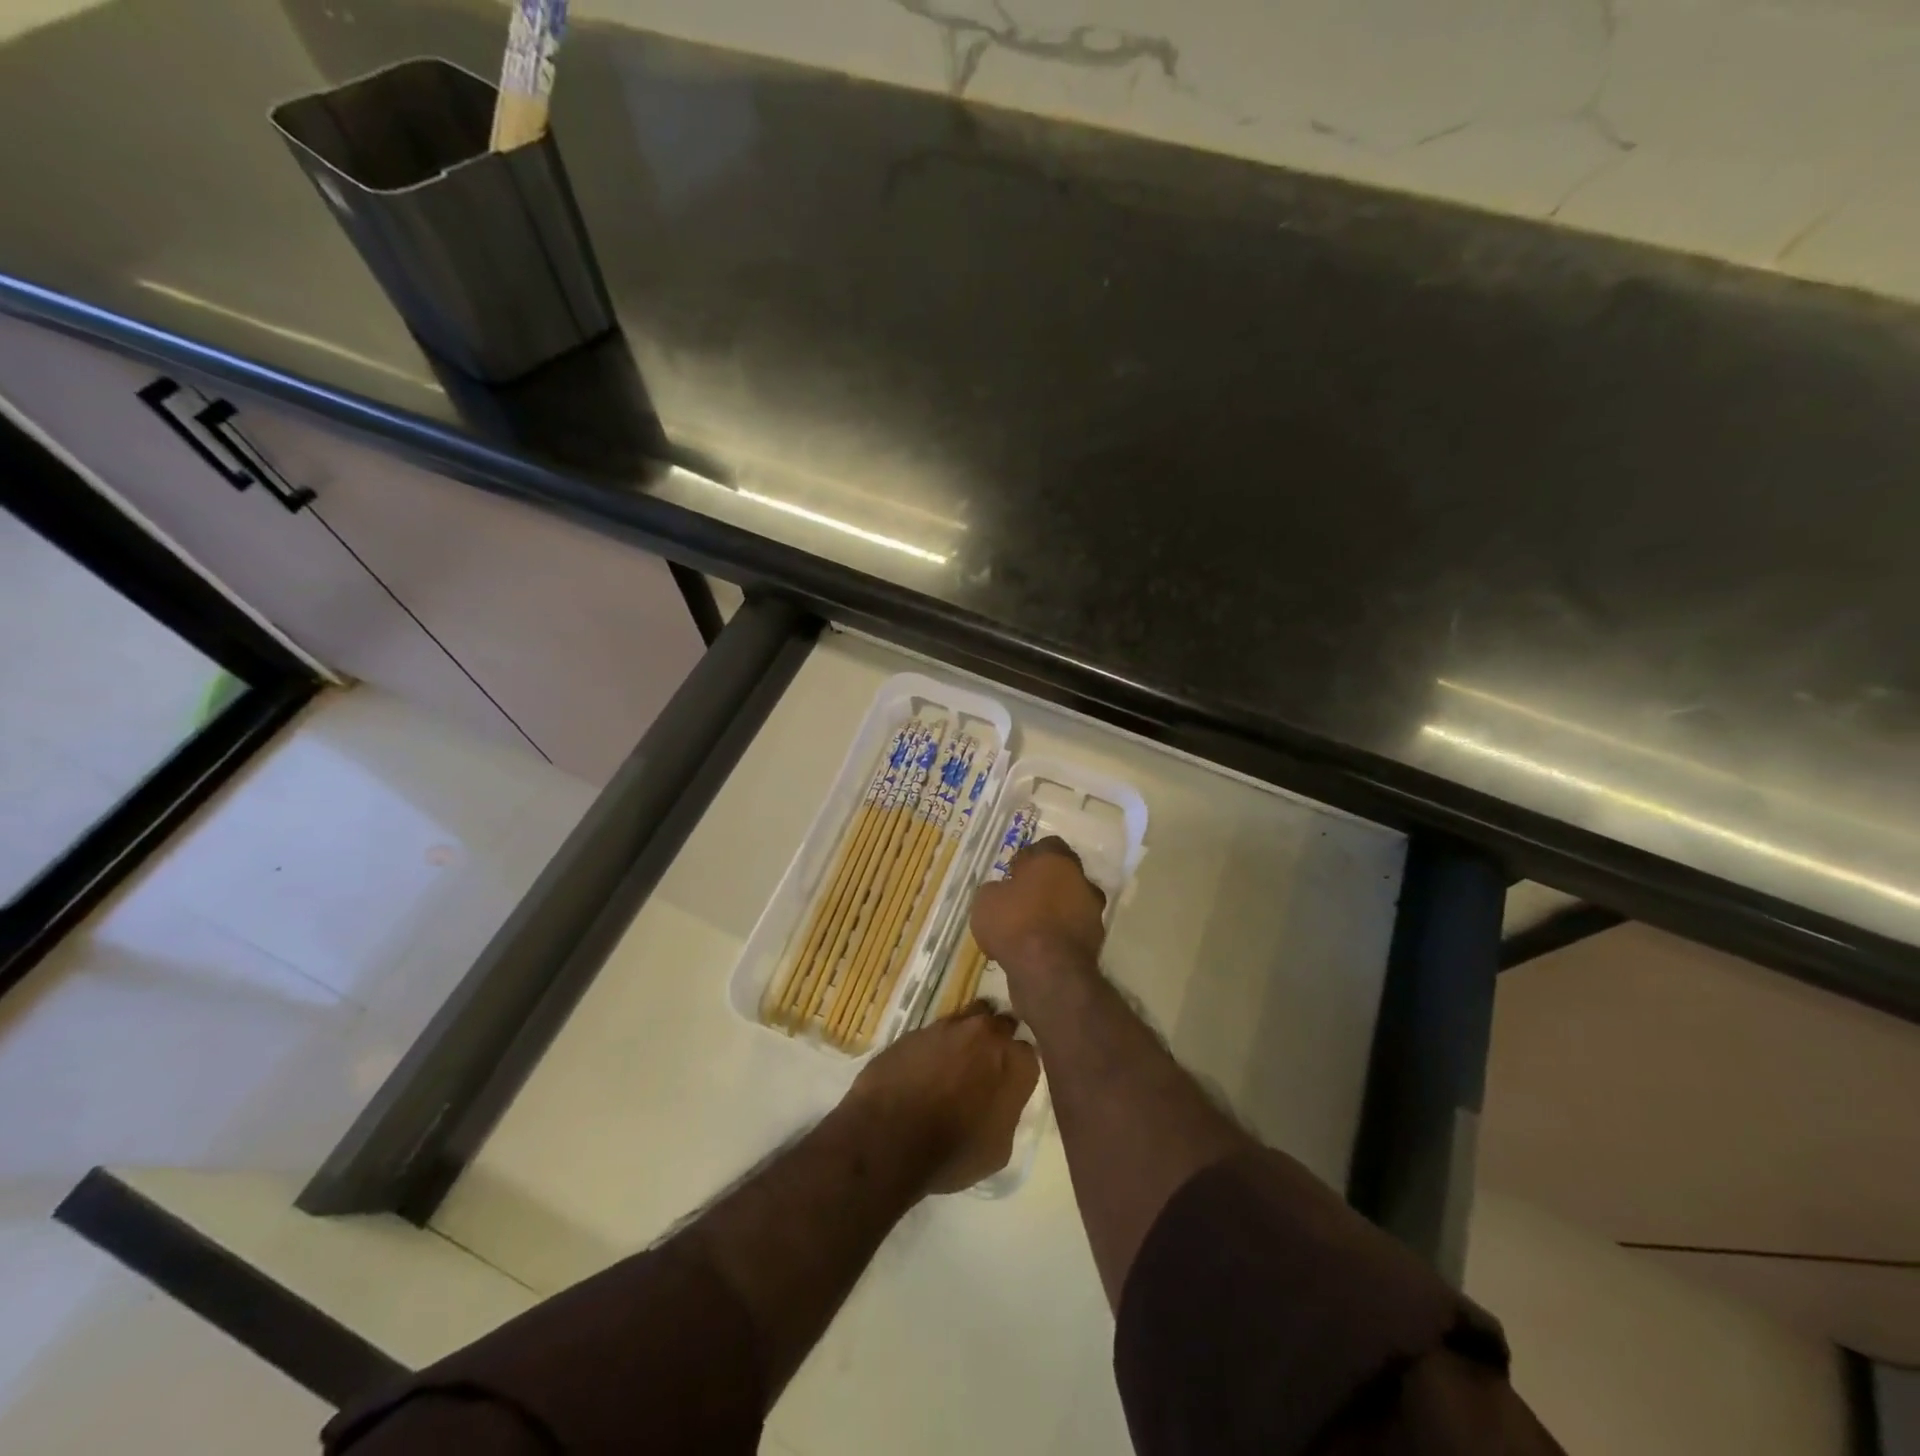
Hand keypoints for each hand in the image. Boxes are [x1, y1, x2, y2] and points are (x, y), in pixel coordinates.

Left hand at [847, 1002, 1039, 1193]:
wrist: (888, 1137)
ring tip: (956, 1059)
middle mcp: (986, 1034)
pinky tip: (925, 1066)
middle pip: (1002, 1023)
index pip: (1029, 1052)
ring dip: (968, 1034)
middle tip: (986, 1063)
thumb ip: (1007, 1112)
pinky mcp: (917, 1029)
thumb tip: (999, 1100)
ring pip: (969, 1017)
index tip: (1010, 1080)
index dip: (1018, 1066)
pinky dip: (935, 1045)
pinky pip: (935, 1031)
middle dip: (998, 1039)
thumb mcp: (998, 1149)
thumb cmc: (952, 1153)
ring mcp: (949, 1026)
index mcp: (1014, 1063)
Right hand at [970, 837, 1106, 1009]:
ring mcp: (1092, 912)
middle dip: (1043, 886)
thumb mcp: (985, 900)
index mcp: (1056, 860)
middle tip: (1019, 901)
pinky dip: (1057, 937)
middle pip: (1062, 876)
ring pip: (1069, 904)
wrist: (1048, 972)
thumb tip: (1003, 892)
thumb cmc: (1015, 924)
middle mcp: (1081, 880)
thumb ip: (997, 889)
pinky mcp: (1095, 942)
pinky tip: (1036, 950)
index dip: (1028, 859)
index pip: (1046, 846)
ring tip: (1026, 930)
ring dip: (1052, 913)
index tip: (1013, 874)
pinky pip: (1070, 932)